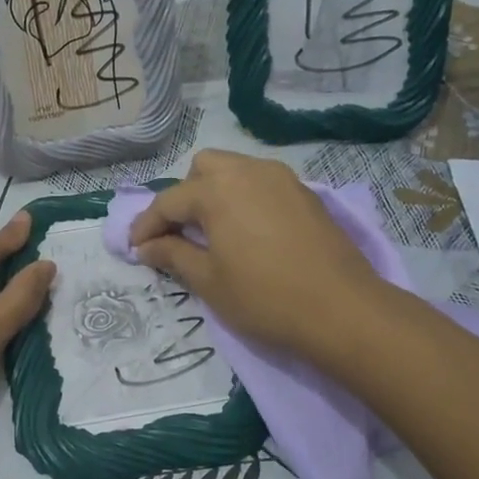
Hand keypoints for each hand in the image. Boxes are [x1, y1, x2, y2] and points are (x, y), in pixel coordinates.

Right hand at [128, 150, 383, 360]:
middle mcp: (249, 171)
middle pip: (204, 168)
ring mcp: (282, 179)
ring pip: (236, 170)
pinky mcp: (306, 194)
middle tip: (181, 234)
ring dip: (216, 193)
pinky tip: (250, 232)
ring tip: (215, 232)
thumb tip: (147, 246)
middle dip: (185, 196)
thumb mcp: (209, 281)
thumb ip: (173, 255)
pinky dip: (246, 198)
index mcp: (217, 189)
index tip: (136, 249)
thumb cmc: (265, 297)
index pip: (169, 201)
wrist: (343, 309)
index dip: (147, 225)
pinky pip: (263, 184)